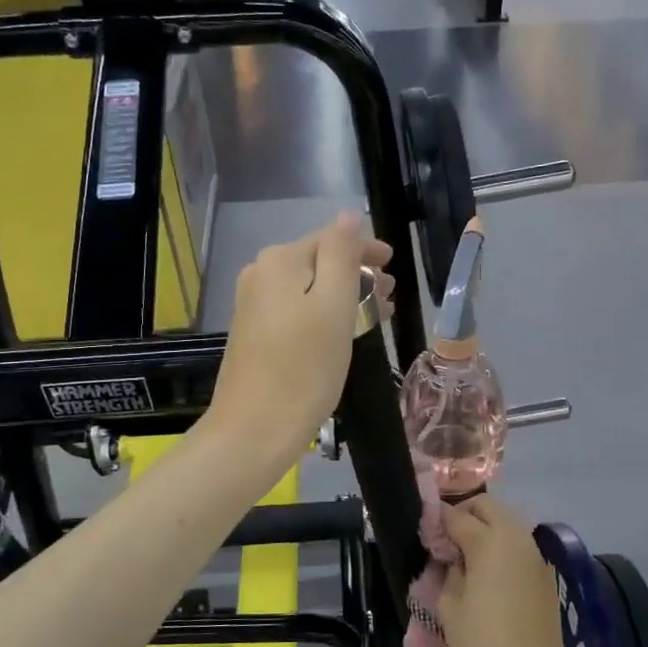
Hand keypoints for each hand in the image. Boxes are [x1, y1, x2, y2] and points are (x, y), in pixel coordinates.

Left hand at [206, 212, 393, 470]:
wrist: (254, 430)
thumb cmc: (304, 368)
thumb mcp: (334, 306)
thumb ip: (342, 255)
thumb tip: (349, 216)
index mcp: (280, 261)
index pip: (332, 238)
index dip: (366, 250)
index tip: (394, 267)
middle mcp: (260, 274)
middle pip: (319, 262)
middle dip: (357, 275)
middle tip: (390, 297)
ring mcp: (253, 304)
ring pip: (309, 288)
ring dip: (344, 296)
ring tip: (376, 316)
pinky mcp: (253, 332)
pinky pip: (296, 309)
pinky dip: (323, 314)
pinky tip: (343, 332)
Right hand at [438, 497, 580, 646]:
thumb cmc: (483, 645)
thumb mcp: (449, 607)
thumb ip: (448, 572)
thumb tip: (453, 559)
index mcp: (488, 542)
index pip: (457, 516)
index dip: (438, 521)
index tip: (425, 533)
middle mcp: (515, 539)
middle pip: (488, 506)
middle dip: (466, 514)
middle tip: (448, 540)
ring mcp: (535, 555)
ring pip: (508, 522)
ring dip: (487, 528)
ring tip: (467, 556)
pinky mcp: (545, 574)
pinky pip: (520, 545)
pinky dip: (503, 546)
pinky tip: (489, 573)